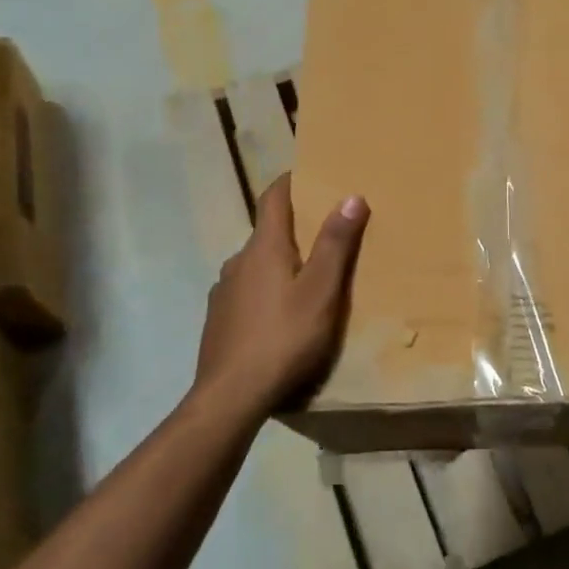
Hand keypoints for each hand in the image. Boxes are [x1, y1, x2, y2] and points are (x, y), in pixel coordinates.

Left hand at [193, 176, 368, 419]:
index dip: (290, 181)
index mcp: (264, 247)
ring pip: (256, 265)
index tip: (309, 173)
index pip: (273, 197)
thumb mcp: (321, 290)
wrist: (230, 396)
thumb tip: (351, 196)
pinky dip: (265, 290)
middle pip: (267, 232)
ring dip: (279, 262)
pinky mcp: (218, 320)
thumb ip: (335, 243)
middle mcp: (238, 261)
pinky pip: (246, 292)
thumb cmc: (283, 337)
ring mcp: (223, 291)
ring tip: (306, 279)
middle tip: (324, 233)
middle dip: (294, 227)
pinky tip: (280, 316)